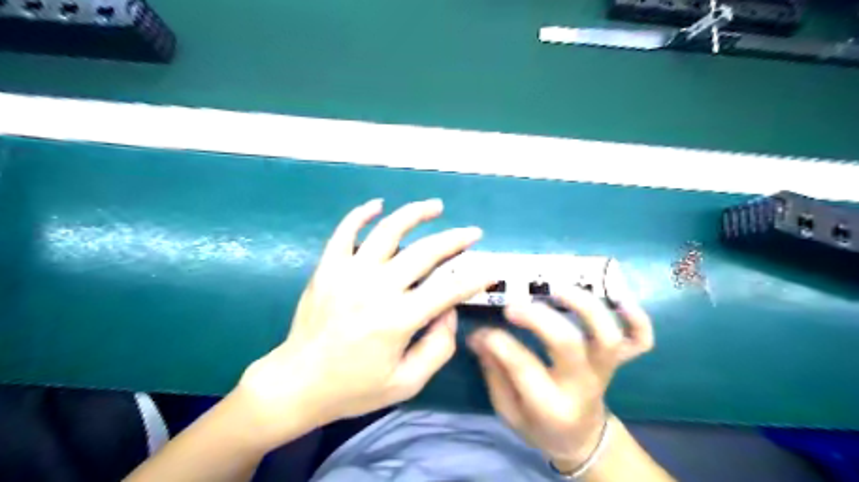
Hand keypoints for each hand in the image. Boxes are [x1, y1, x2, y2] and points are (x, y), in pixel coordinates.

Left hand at [235, 198, 488, 443]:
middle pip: (425, 252)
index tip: (491, 268)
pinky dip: (362, 214)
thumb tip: (449, 310)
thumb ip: (437, 347)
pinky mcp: (328, 268)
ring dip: (415, 214)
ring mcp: (348, 273)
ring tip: (435, 206)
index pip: (448, 290)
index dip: (475, 278)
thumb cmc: (354, 388)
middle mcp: (376, 289)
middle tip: (473, 232)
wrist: (296, 383)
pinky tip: (378, 204)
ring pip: (388, 231)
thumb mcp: (406, 383)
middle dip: (455, 239)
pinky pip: (345, 232)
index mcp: (397, 320)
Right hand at [467, 285, 655, 468]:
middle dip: (538, 318)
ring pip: (606, 337)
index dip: (497, 342)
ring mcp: (604, 371)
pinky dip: (637, 319)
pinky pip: (640, 340)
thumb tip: (479, 336)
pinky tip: (619, 299)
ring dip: (585, 307)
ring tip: (557, 289)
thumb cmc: (540, 426)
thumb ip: (494, 372)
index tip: (480, 332)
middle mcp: (581, 385)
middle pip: (567, 344)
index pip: (522, 366)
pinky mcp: (619, 362)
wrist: (581, 439)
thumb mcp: (508, 410)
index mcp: (550, 405)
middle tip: (513, 307)